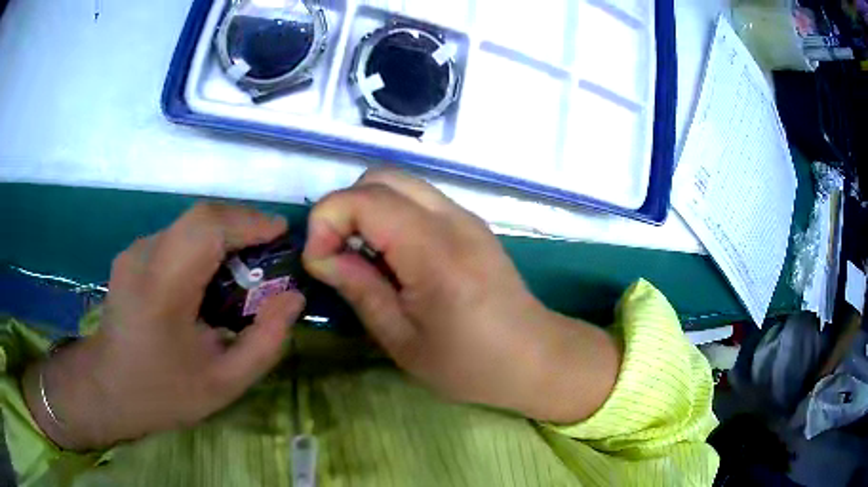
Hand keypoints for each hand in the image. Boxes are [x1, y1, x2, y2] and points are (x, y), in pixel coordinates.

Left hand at [23, 204, 305, 449]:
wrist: (108, 388)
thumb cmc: (164, 392)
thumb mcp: (225, 382)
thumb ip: (266, 341)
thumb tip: (293, 298)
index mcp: (162, 286)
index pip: (208, 226)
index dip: (249, 220)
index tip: (281, 233)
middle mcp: (144, 255)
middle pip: (201, 217)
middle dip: (242, 225)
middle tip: (269, 253)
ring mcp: (135, 250)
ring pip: (189, 224)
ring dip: (223, 236)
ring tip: (244, 269)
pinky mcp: (133, 253)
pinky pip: (177, 237)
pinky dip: (203, 246)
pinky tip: (210, 278)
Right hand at [303, 170, 618, 422]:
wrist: (534, 357)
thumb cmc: (469, 364)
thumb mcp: (402, 340)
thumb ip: (359, 288)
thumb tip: (320, 255)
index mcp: (435, 252)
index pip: (365, 199)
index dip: (326, 221)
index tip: (319, 262)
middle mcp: (453, 219)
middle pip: (381, 177)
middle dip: (344, 208)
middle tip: (338, 254)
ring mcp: (465, 216)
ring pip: (399, 182)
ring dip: (366, 209)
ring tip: (363, 257)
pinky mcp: (469, 223)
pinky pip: (417, 199)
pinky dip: (389, 215)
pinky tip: (392, 257)